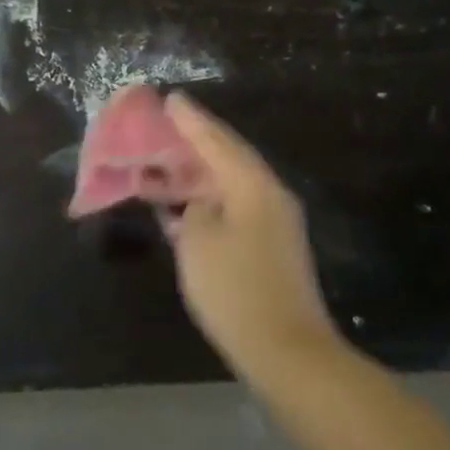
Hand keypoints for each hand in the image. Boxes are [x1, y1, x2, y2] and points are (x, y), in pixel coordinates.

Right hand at [159, 92, 342, 381]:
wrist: (287, 351)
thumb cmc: (236, 290)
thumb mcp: (199, 243)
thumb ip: (193, 209)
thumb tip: (200, 203)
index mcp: (253, 185)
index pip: (217, 141)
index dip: (191, 120)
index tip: (170, 98)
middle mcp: (269, 195)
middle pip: (227, 158)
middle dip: (193, 144)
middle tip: (163, 128)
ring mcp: (274, 222)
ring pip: (229, 185)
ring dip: (197, 177)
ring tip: (163, 167)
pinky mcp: (271, 248)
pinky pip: (234, 209)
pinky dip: (207, 203)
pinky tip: (184, 209)